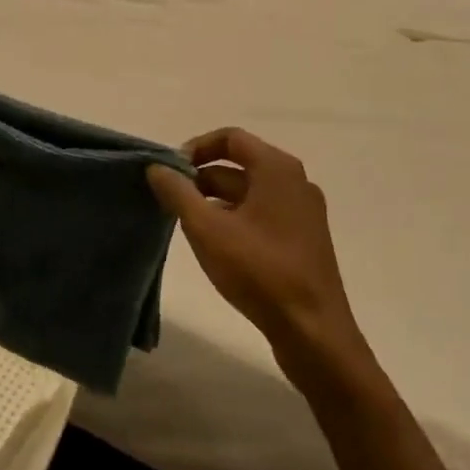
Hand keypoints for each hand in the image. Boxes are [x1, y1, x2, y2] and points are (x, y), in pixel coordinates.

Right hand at [147, 129, 367, 375]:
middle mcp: (295, 182)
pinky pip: (262, 214)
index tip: (170, 171)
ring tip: (186, 222)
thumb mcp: (207, 229)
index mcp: (277, 169)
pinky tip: (215, 244)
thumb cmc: (260, 271)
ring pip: (250, 192)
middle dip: (201, 177)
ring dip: (215, 199)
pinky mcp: (303, 239)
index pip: (230, 138)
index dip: (195, 148)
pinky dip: (235, 217)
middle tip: (171, 199)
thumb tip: (156, 167)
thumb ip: (177, 193)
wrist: (313, 331)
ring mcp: (303, 212)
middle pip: (240, 164)